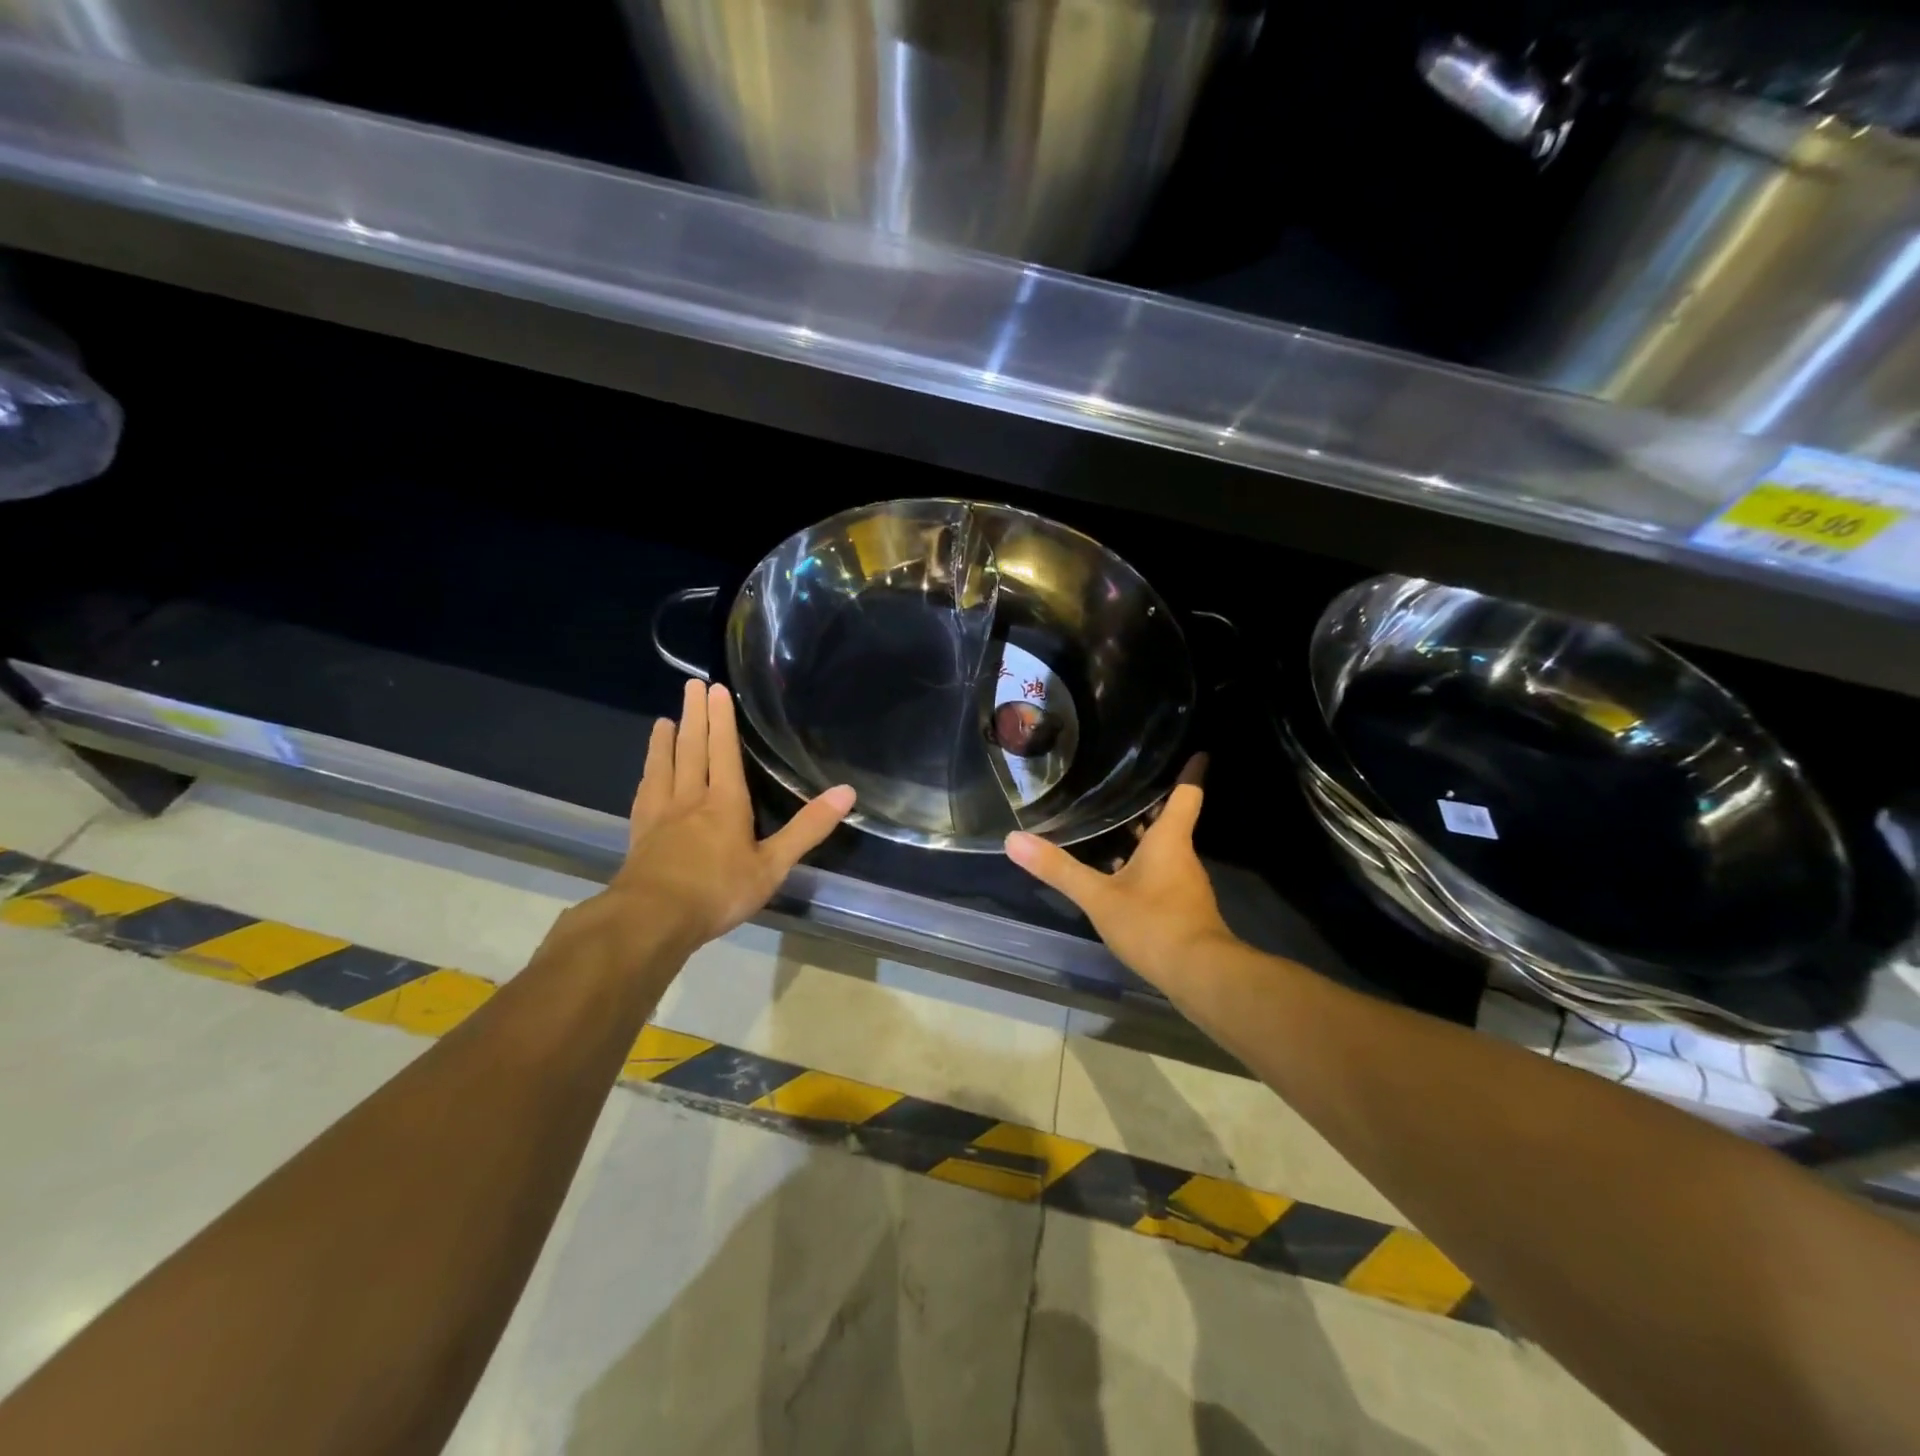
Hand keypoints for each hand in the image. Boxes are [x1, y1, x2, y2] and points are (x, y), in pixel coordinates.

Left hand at [584, 680, 855, 961]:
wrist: (652, 920)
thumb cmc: (719, 891)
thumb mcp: (773, 865)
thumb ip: (808, 828)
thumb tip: (846, 792)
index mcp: (725, 802)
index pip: (723, 751)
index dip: (721, 720)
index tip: (715, 689)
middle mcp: (690, 799)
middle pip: (691, 749)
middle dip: (694, 717)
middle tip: (691, 686)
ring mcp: (661, 816)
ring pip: (663, 768)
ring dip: (664, 742)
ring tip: (664, 720)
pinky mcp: (640, 835)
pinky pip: (645, 794)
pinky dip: (648, 776)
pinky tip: (647, 775)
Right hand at [1004, 758, 1235, 988]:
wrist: (1199, 976)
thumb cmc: (1153, 923)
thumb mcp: (1098, 896)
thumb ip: (1057, 869)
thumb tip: (1013, 839)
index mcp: (1169, 841)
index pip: (1186, 795)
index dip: (1190, 771)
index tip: (1198, 751)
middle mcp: (1182, 857)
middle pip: (1170, 821)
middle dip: (1151, 804)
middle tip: (1125, 784)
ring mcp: (1185, 885)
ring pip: (1165, 850)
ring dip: (1144, 837)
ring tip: (1113, 824)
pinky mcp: (1183, 909)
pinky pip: (1162, 875)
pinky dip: (1143, 866)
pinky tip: (1119, 875)